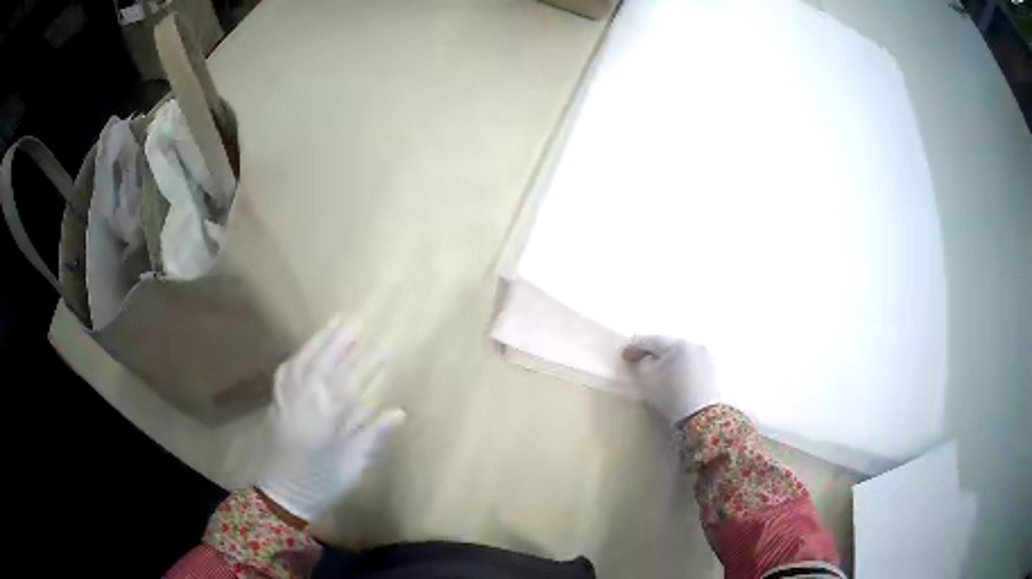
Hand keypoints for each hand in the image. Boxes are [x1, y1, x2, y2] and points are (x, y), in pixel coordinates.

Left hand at [258, 317, 405, 523]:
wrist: (281, 497)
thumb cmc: (321, 486)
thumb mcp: (352, 467)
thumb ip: (372, 437)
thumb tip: (398, 412)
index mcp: (324, 423)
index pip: (350, 384)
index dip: (369, 362)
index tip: (387, 343)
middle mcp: (302, 405)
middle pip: (322, 366)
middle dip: (340, 342)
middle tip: (357, 320)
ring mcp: (286, 401)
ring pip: (302, 364)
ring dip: (319, 341)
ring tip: (335, 322)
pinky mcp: (277, 403)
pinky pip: (286, 373)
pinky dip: (298, 355)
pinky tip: (306, 349)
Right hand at [622, 336, 722, 425]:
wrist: (702, 416)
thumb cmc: (671, 397)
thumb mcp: (648, 381)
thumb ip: (641, 364)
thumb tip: (643, 358)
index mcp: (677, 344)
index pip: (652, 340)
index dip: (635, 347)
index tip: (625, 354)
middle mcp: (694, 344)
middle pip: (669, 345)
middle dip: (655, 352)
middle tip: (642, 360)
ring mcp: (707, 355)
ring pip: (682, 353)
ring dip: (670, 359)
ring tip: (661, 370)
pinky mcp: (714, 368)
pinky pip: (693, 362)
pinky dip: (683, 366)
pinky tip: (678, 377)